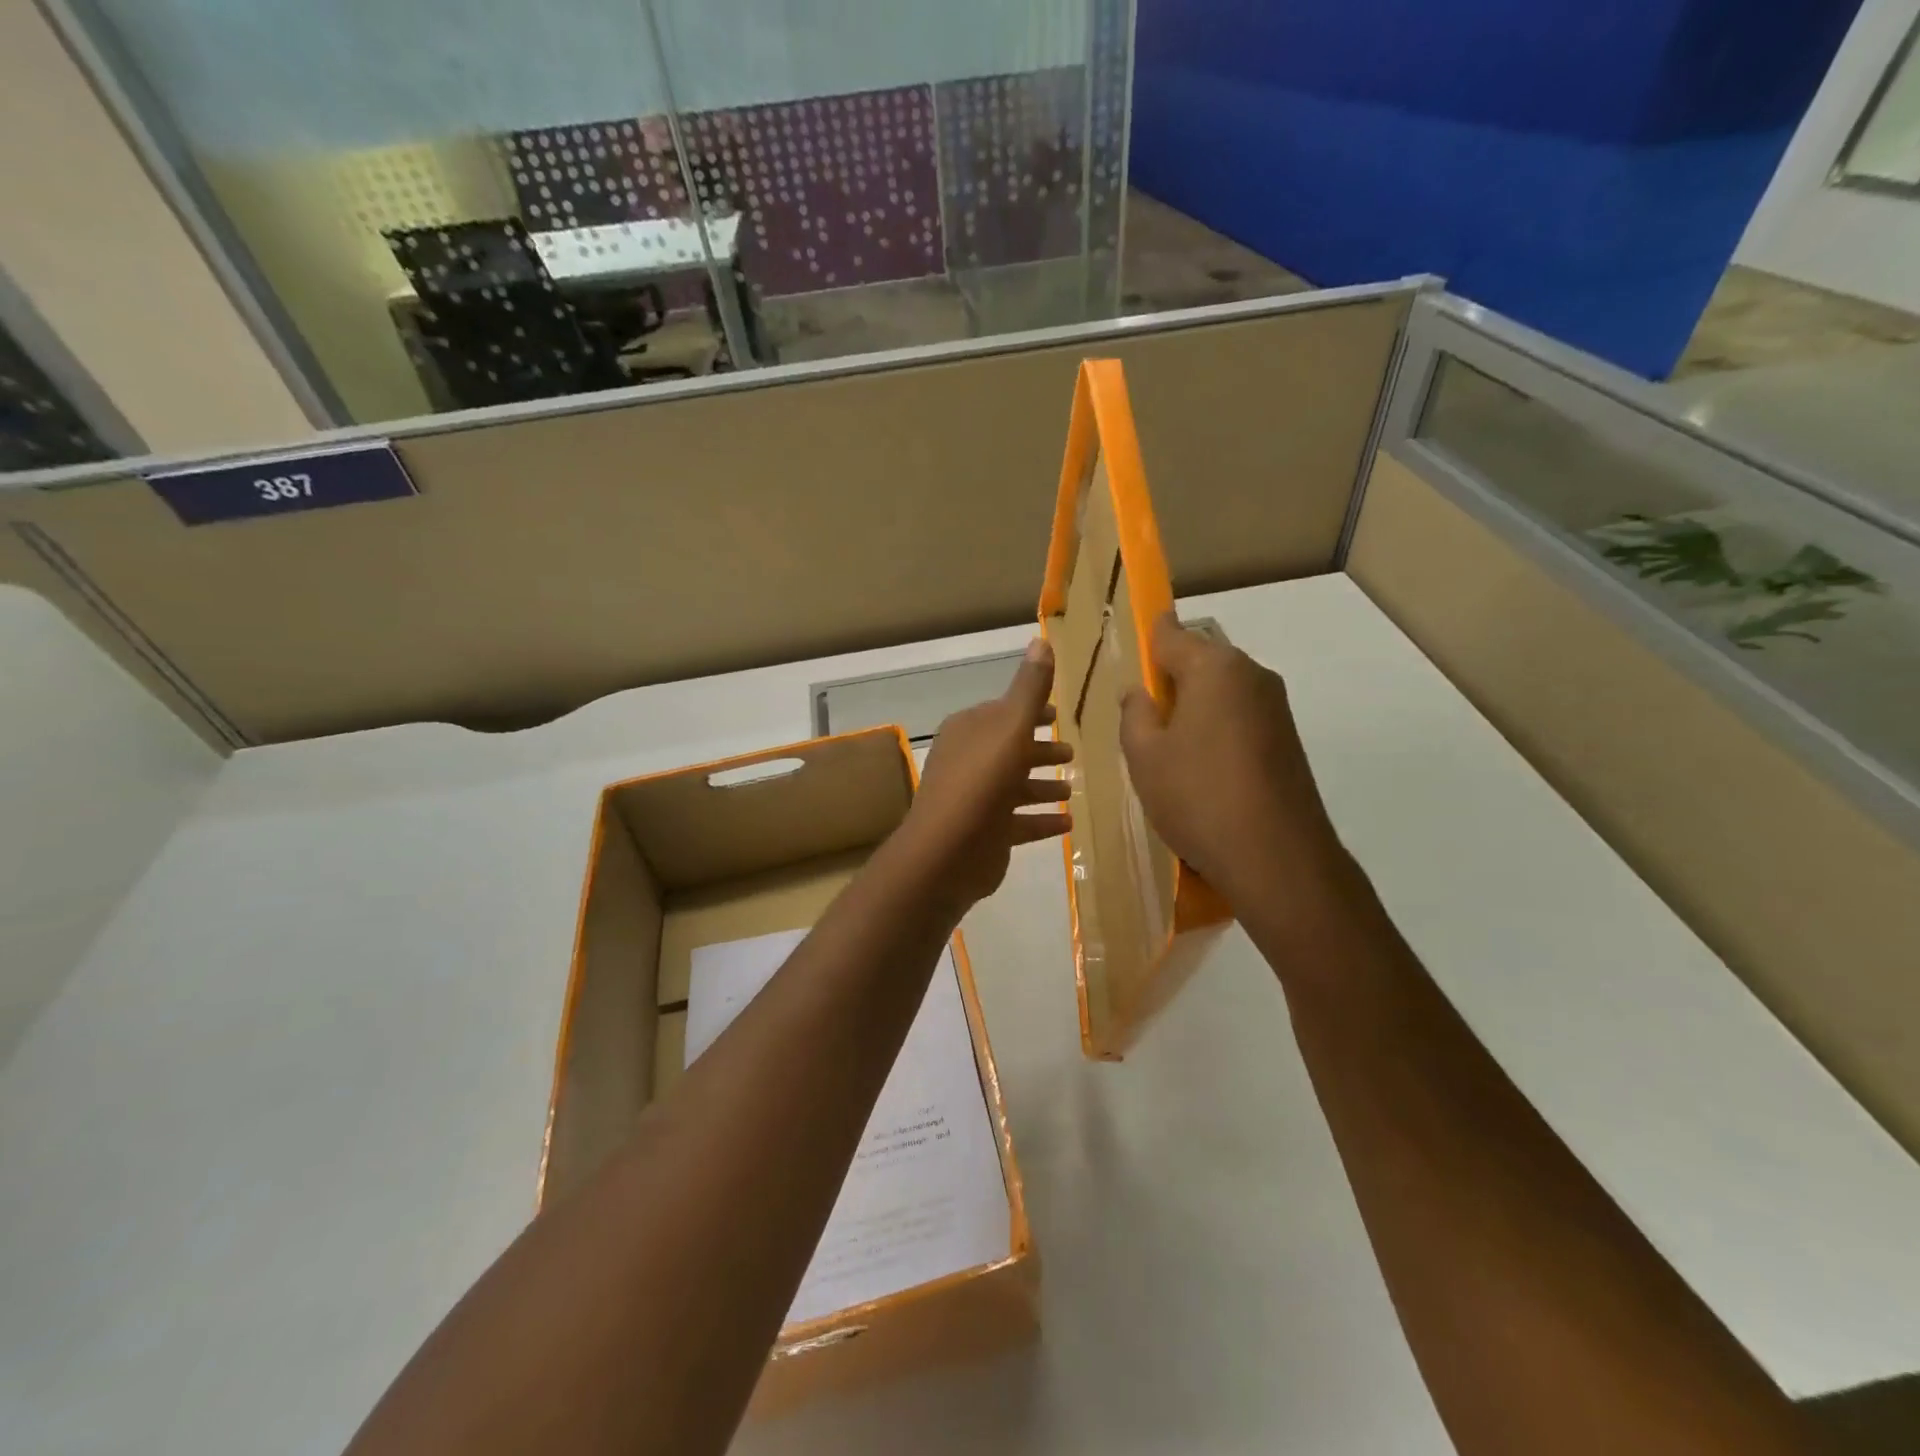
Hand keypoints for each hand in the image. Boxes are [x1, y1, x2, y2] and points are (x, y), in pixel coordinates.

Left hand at [897, 637, 1074, 912]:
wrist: (948, 852)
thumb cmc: (981, 781)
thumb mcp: (1010, 727)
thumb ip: (1029, 688)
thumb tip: (1040, 639)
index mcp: (969, 730)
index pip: (1003, 712)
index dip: (1032, 711)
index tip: (1058, 714)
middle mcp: (968, 760)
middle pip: (1010, 749)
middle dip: (1040, 750)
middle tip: (1073, 754)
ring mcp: (975, 799)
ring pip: (1015, 786)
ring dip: (1043, 786)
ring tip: (1073, 789)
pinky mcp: (985, 834)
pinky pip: (1019, 822)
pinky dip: (1041, 820)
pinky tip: (1067, 822)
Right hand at [1120, 613, 1348, 916]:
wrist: (1277, 857)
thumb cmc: (1197, 796)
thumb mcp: (1144, 756)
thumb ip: (1135, 714)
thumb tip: (1140, 693)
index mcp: (1212, 667)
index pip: (1171, 633)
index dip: (1148, 636)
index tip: (1131, 650)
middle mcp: (1250, 674)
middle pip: (1200, 660)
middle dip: (1171, 680)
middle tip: (1144, 719)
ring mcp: (1276, 707)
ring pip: (1222, 691)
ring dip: (1195, 708)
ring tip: (1171, 752)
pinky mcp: (1288, 739)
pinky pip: (1241, 717)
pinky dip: (1218, 730)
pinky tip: (1204, 771)